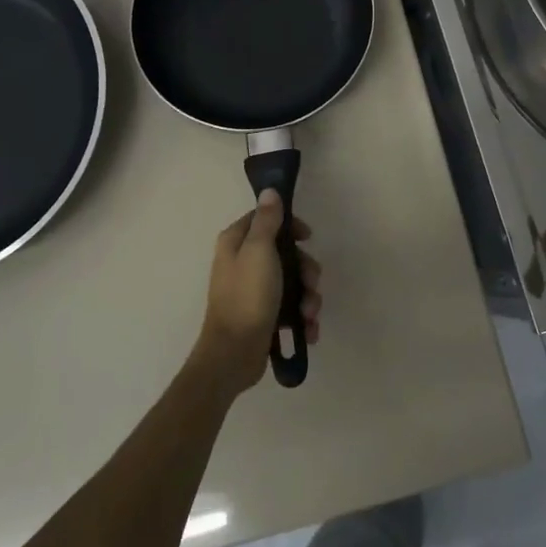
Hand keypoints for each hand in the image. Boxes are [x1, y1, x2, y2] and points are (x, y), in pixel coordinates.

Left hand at [196, 191, 322, 395]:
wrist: (234, 354)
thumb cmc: (247, 297)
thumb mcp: (259, 251)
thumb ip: (267, 220)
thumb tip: (269, 191)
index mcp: (236, 243)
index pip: (265, 219)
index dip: (290, 226)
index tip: (307, 237)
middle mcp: (242, 263)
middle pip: (285, 253)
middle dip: (305, 270)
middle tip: (311, 284)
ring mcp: (253, 291)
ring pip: (292, 282)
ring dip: (307, 298)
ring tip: (309, 315)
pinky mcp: (263, 316)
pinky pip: (290, 308)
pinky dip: (302, 318)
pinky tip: (308, 330)